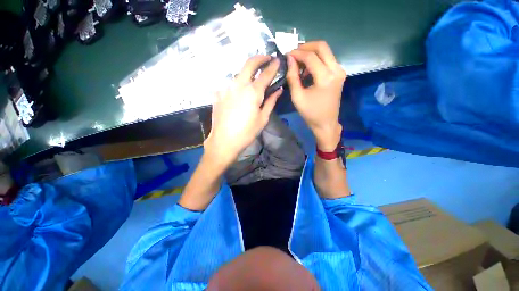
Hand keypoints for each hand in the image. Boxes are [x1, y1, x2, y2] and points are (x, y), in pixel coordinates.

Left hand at [204, 55, 282, 169]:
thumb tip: (278, 90)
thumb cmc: (246, 132)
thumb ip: (271, 102)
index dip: (273, 66)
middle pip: (249, 63)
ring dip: (247, 72)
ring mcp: (226, 88)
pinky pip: (229, 85)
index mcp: (253, 91)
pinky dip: (237, 85)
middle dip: (259, 58)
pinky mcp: (218, 94)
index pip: (266, 73)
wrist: (224, 141)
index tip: (278, 60)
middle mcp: (238, 84)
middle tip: (266, 58)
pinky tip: (238, 93)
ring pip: (238, 73)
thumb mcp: (262, 118)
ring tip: (252, 78)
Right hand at [287, 41, 345, 151]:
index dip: (297, 53)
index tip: (287, 55)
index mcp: (325, 77)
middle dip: (306, 46)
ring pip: (326, 51)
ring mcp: (340, 71)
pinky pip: (328, 59)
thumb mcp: (297, 96)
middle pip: (322, 46)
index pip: (310, 56)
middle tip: (294, 54)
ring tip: (299, 63)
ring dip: (311, 53)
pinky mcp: (340, 74)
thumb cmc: (310, 113)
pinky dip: (317, 60)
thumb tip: (290, 59)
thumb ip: (292, 76)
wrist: (326, 123)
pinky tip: (308, 69)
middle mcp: (336, 70)